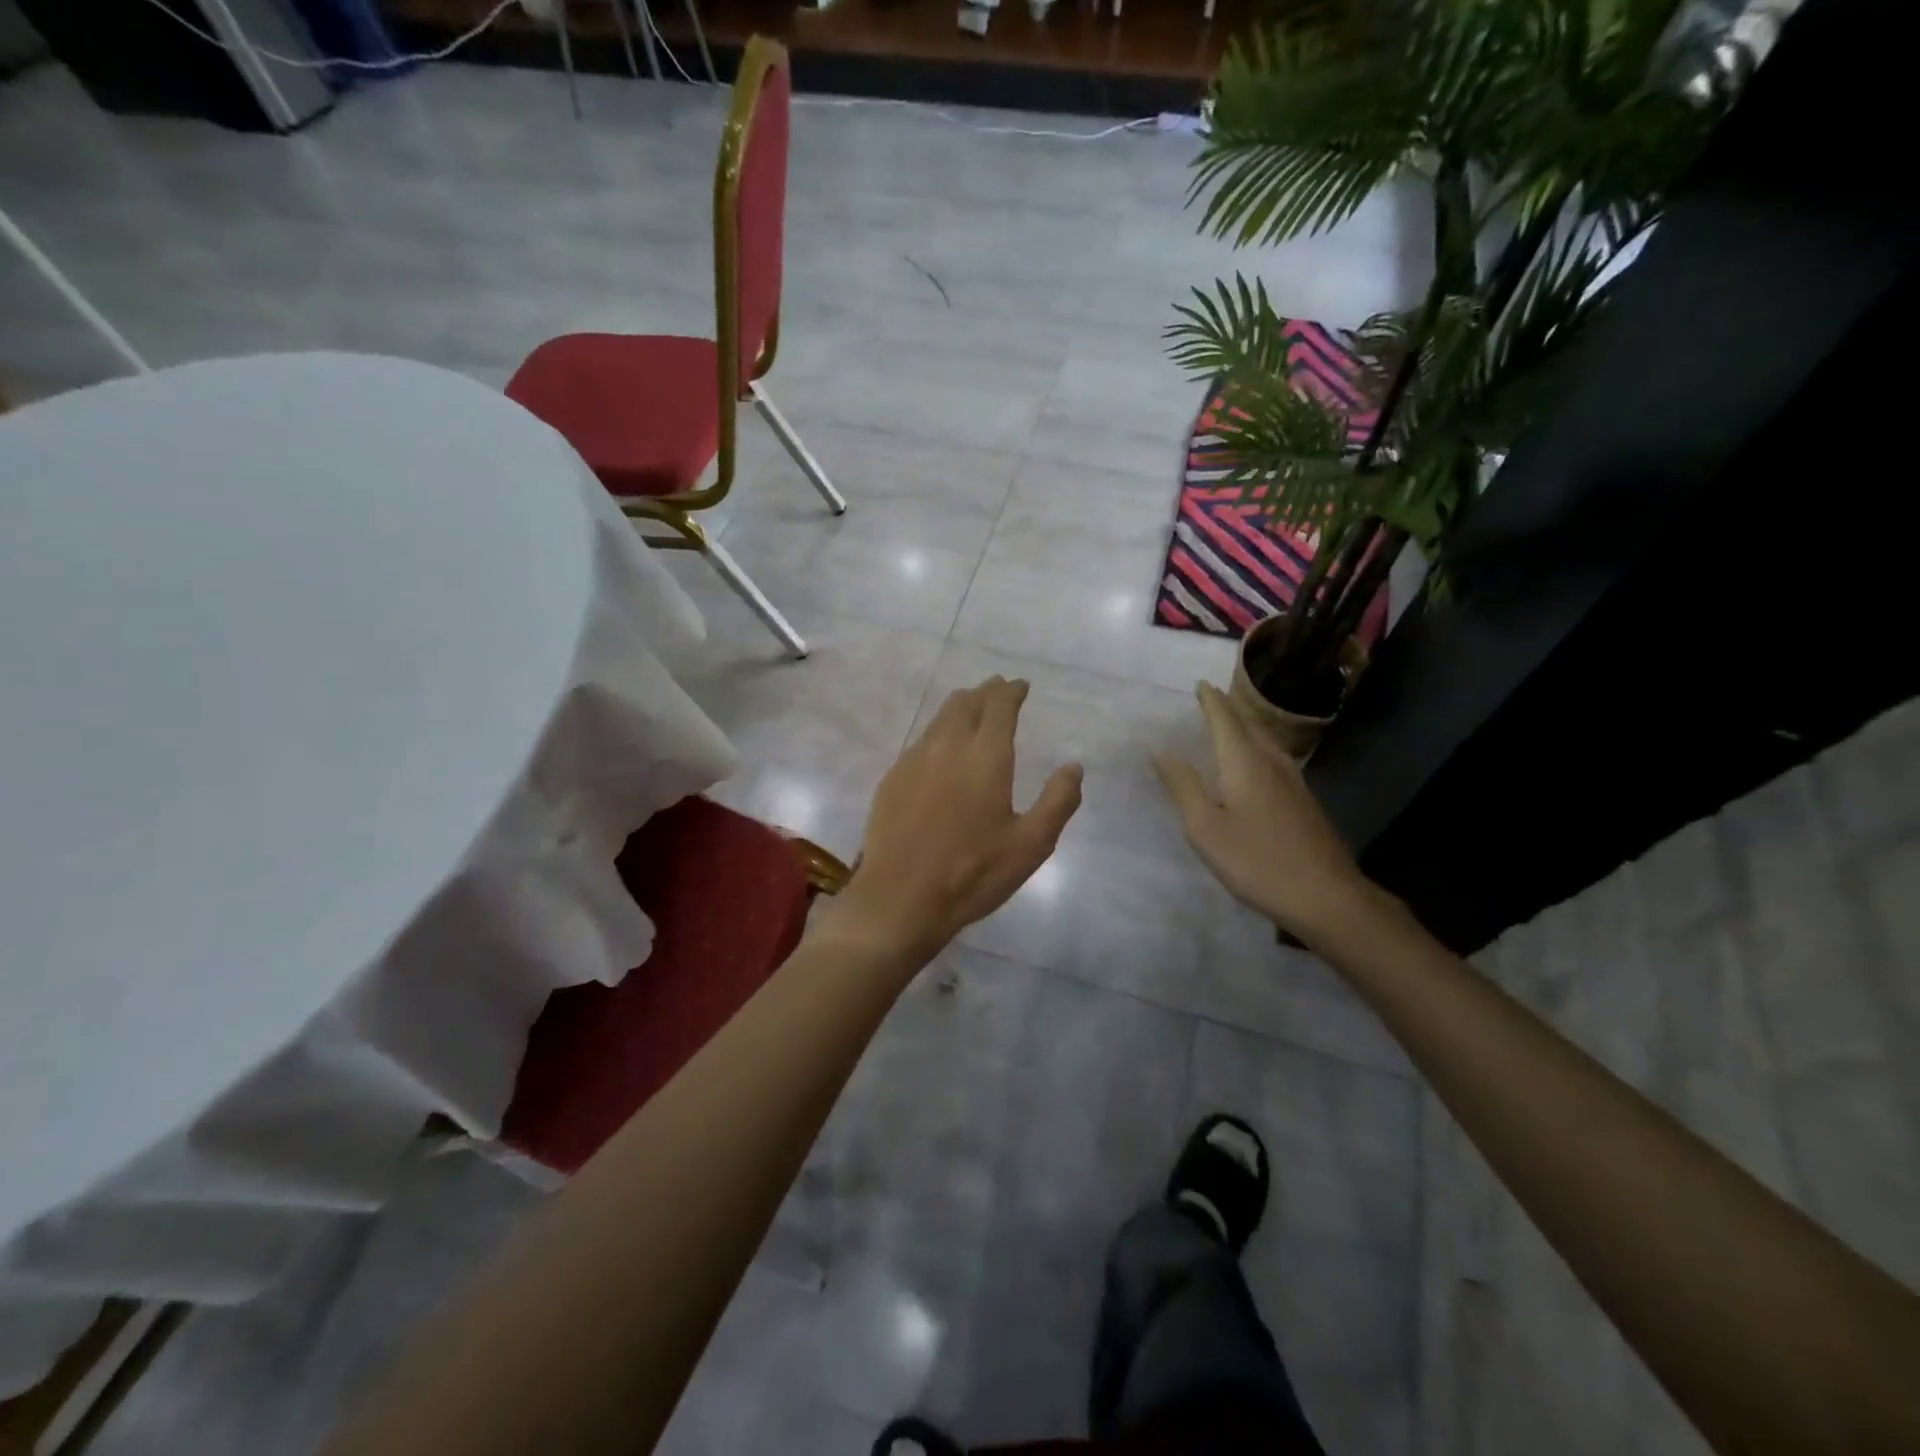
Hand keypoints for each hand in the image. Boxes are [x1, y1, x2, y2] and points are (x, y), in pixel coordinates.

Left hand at [827, 676, 1082, 966]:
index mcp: (985, 757)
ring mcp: (913, 761)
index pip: (999, 706)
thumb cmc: (973, 873)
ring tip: (972, 710)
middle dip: (985, 693)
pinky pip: (920, 742)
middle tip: (998, 691)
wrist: (901, 899)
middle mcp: (947, 747)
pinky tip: (941, 752)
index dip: (1011, 692)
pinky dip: (938, 734)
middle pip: (965, 703)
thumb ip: (1058, 801)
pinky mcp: (892, 779)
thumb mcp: (1032, 845)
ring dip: (960, 708)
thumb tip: (1073, 766)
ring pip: (939, 719)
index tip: (1021, 687)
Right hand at [1154, 681, 1375, 946]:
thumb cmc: (1256, 861)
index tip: (1199, 683)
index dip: (1210, 700)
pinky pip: (1274, 759)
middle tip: (1210, 697)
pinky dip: (1256, 748)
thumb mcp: (1205, 827)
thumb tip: (1160, 751)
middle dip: (1228, 708)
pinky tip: (1253, 764)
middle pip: (1248, 724)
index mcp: (1244, 762)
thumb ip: (1183, 786)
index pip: (1224, 719)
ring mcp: (1293, 781)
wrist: (1326, 896)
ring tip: (1228, 723)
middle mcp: (1271, 762)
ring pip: (1265, 741)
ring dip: (1244, 727)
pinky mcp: (1303, 801)